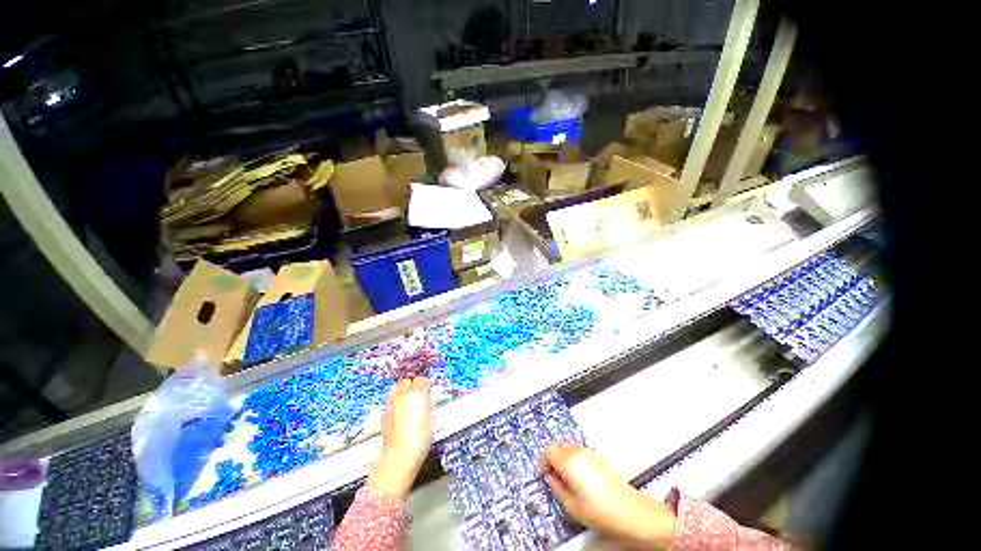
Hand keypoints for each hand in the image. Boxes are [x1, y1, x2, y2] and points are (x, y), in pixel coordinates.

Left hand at [368, 378, 433, 498]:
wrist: (399, 457)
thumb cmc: (418, 440)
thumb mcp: (431, 419)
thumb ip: (429, 404)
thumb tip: (428, 398)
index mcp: (417, 394)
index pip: (421, 380)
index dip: (425, 384)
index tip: (428, 389)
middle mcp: (402, 396)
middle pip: (407, 381)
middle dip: (413, 385)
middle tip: (419, 393)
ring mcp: (391, 403)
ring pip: (395, 387)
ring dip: (402, 390)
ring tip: (408, 398)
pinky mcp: (384, 413)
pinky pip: (390, 399)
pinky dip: (395, 400)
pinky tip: (400, 409)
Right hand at [544, 444, 675, 549]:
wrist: (632, 513)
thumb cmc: (601, 512)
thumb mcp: (571, 505)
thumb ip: (556, 487)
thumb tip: (550, 478)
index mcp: (569, 461)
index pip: (548, 450)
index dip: (544, 462)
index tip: (546, 474)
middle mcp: (579, 452)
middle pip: (558, 446)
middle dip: (553, 459)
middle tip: (554, 477)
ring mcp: (591, 453)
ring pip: (569, 448)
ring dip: (564, 459)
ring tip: (568, 481)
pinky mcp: (600, 458)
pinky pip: (580, 453)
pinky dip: (575, 461)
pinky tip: (581, 480)